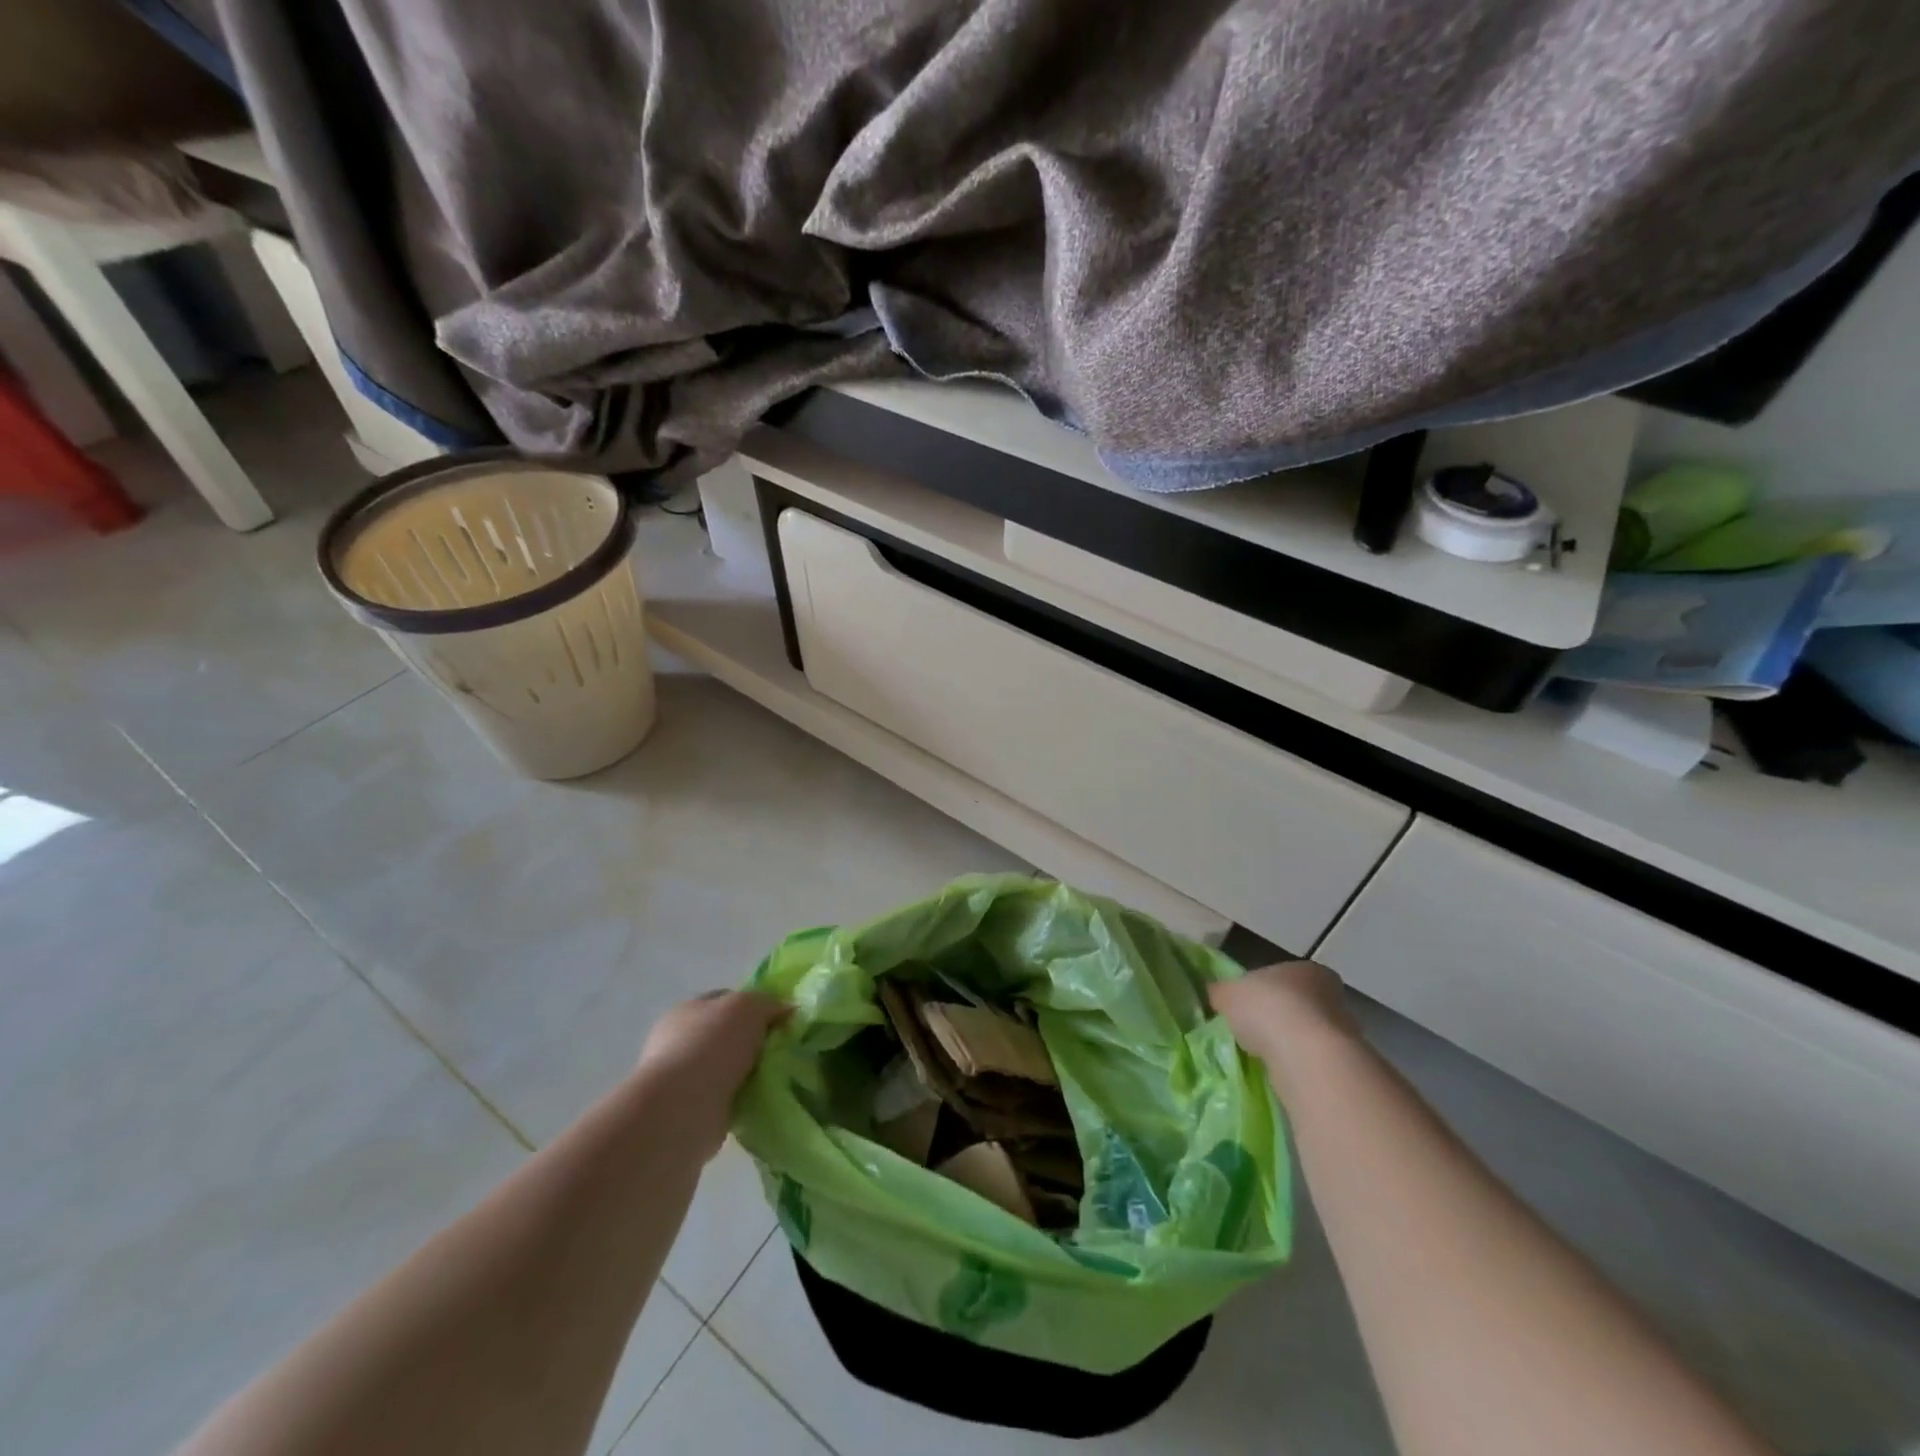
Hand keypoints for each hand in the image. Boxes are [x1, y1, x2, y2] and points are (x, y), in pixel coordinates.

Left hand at [635, 991, 787, 1154]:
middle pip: (729, 1035)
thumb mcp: (749, 1006)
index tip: (782, 1018)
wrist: (682, 1109)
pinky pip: (728, 1098)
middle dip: (754, 1042)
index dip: (755, 1005)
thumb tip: (785, 1010)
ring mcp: (684, 1078)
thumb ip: (769, 1003)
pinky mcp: (692, 1111)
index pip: (726, 1000)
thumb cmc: (711, 1045)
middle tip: (784, 1048)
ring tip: (779, 1077)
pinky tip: (762, 1099)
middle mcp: (681, 1041)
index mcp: (687, 1010)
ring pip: (729, 1068)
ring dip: (750, 1073)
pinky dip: (744, 1099)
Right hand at [1209, 960, 1357, 1094]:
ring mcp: (1343, 1032)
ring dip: (1287, 1044)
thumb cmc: (1267, 1009)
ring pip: (1306, 1034)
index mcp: (1306, 969)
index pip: (1281, 975)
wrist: (1307, 1057)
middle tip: (1249, 1031)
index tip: (1244, 1005)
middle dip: (1275, 1017)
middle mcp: (1332, 995)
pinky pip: (1311, 1060)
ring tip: (1260, 1055)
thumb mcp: (1227, 993)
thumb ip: (1220, 991)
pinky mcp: (1343, 1064)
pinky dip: (1295, 1065)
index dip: (1260, 988)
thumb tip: (1214, 993)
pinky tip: (1277, 1072)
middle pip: (1296, 1004)